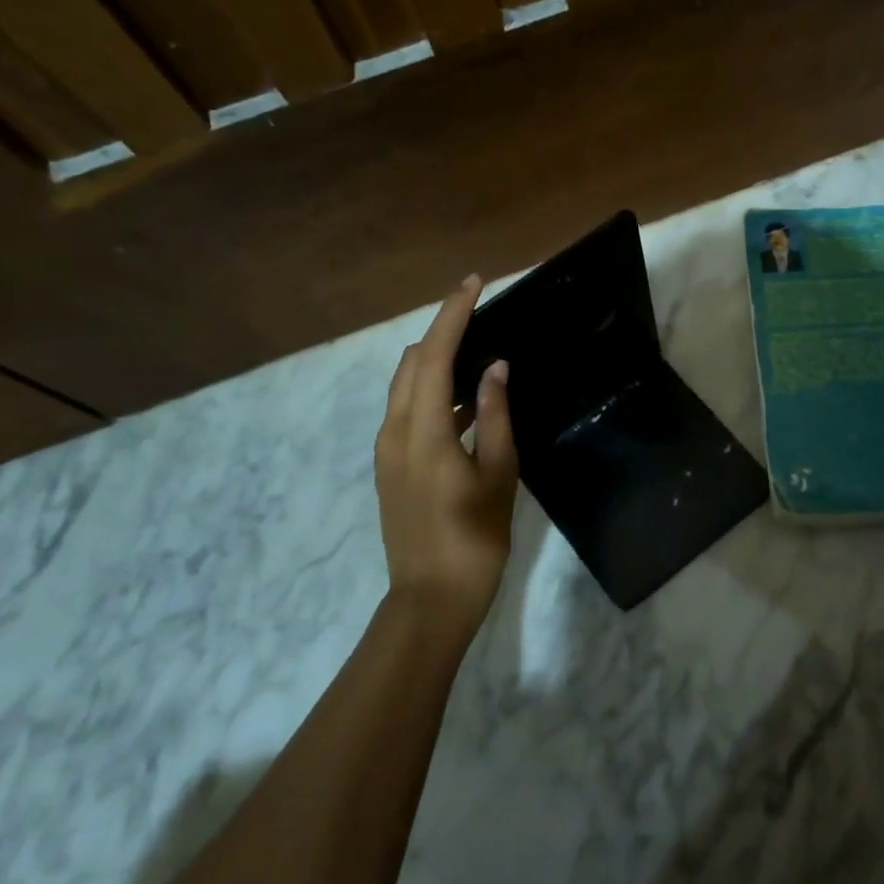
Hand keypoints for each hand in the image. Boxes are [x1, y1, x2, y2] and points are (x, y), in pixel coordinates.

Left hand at [375, 275, 518, 642]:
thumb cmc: (474, 538)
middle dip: (440, 333)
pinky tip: (466, 405)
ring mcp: (386, 452)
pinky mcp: (389, 468)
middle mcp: (393, 432)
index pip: (432, 355)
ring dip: (436, 364)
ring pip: (405, 388)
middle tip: (480, 318)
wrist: (430, 600)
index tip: (473, 283)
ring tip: (479, 358)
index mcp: (421, 432)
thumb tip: (495, 367)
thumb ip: (495, 415)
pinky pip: (407, 412)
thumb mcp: (497, 474)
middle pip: (410, 364)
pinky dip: (432, 394)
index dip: (452, 315)